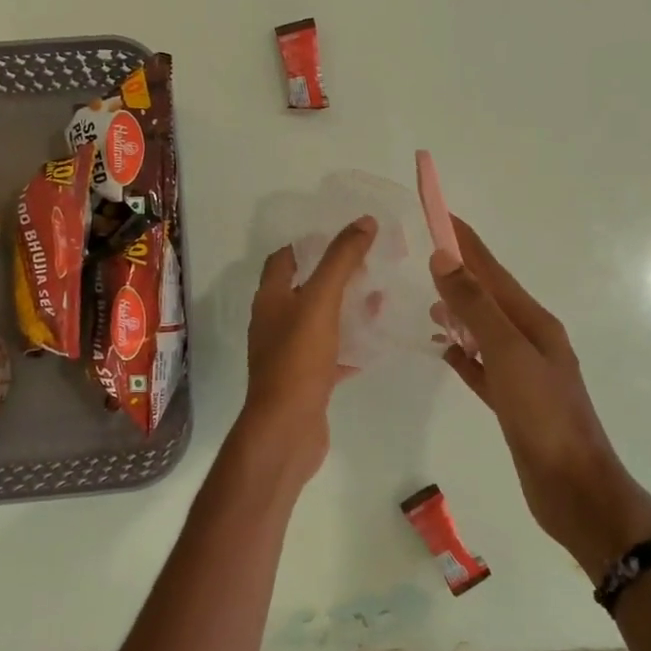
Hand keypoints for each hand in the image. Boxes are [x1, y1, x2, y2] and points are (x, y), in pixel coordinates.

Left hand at [236, 216, 376, 487]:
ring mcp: (291, 353)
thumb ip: (341, 260)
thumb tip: (364, 221)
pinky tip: (376, 340)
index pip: (285, 258)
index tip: (343, 235)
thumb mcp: (321, 300)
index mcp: (271, 298)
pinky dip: (351, 344)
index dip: (310, 243)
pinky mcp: (308, 379)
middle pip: (305, 288)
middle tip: (371, 263)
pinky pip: (332, 353)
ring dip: (347, 308)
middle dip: (336, 274)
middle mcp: (276, 322)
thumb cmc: (298, 358)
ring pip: (321, 321)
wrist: (286, 429)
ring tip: (380, 296)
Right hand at [431, 218, 650, 574]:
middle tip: (423, 255)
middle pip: (488, 296)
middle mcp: (529, 340)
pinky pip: (481, 367)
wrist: (574, 487)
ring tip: (429, 303)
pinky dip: (462, 354)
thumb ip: (476, 306)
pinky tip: (445, 353)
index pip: (491, 270)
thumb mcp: (509, 354)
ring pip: (483, 331)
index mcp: (533, 322)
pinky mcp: (512, 401)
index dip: (464, 241)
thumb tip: (444, 258)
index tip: (438, 213)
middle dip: (459, 272)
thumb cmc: (544, 416)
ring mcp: (522, 372)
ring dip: (459, 312)